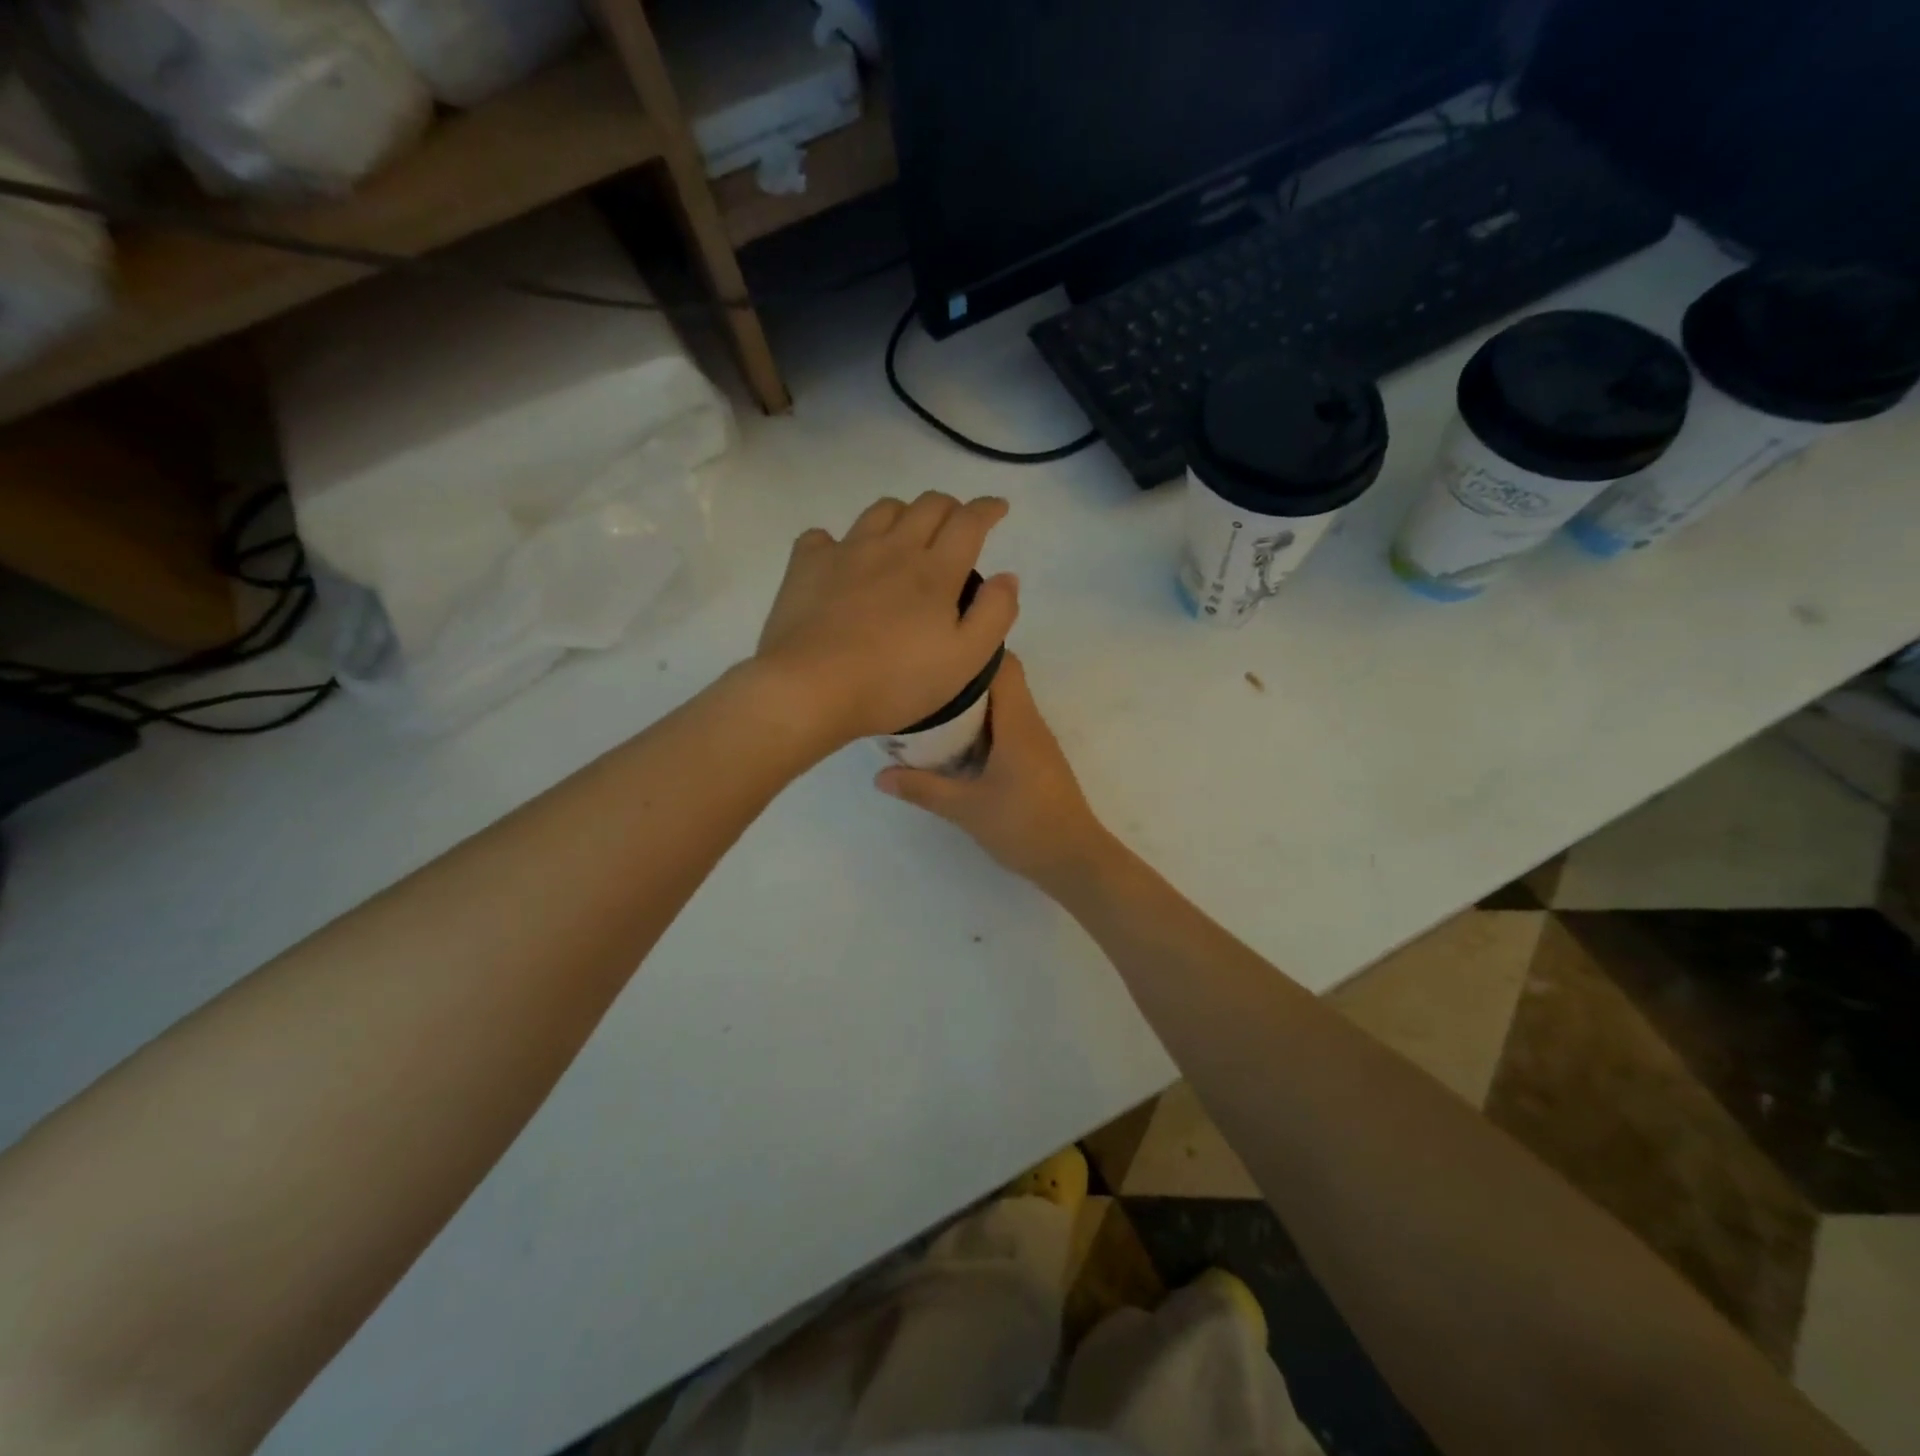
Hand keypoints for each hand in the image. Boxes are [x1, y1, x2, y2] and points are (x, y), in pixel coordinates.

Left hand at [754, 492, 1018, 748]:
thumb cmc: (895, 682)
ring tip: (905, 535)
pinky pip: (824, 536)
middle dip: (950, 507)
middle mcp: (893, 548)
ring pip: (881, 510)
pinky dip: (839, 541)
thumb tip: (1006, 577)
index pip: (969, 522)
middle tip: (956, 525)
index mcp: (935, 571)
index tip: (998, 508)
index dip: (988, 508)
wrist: (812, 689)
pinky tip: (841, 560)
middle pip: (928, 505)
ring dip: (903, 514)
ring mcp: (846, 552)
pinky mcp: (807, 565)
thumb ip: (994, 614)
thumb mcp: (965, 660)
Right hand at [875, 653, 1111, 890]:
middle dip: (964, 680)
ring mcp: (1037, 743)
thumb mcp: (966, 808)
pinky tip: (956, 747)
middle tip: (923, 687)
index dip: (974, 652)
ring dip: (973, 707)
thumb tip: (880, 776)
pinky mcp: (1037, 762)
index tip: (939, 655)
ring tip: (932, 712)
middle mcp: (1031, 723)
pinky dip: (983, 729)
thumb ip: (923, 789)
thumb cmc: (1024, 825)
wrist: (1074, 860)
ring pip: (1004, 707)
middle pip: (1001, 682)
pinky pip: (1008, 729)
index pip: (1004, 664)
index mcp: (1018, 722)